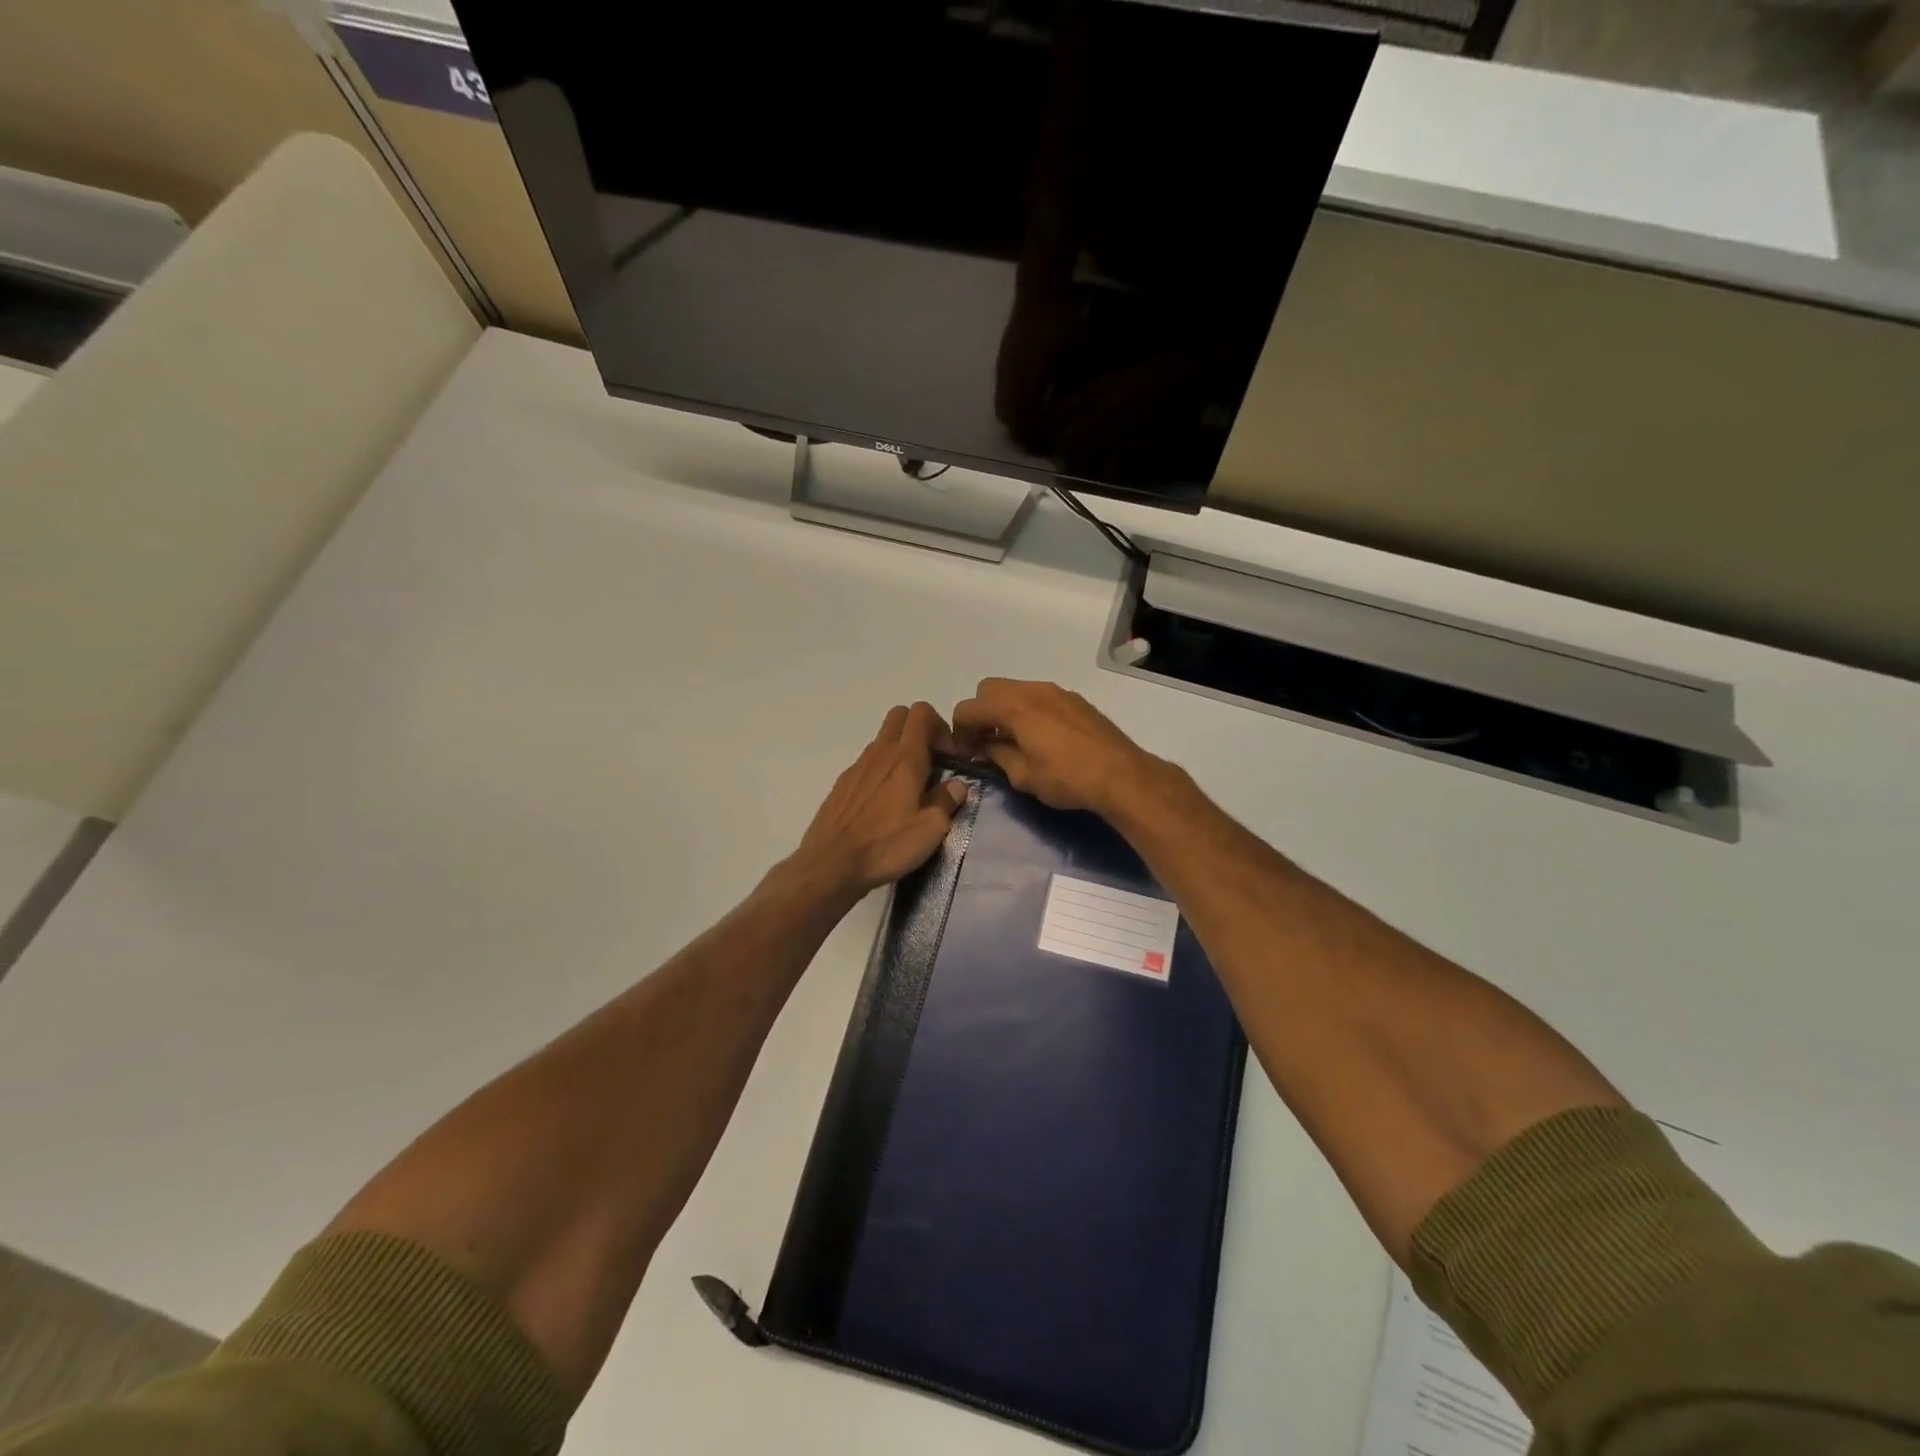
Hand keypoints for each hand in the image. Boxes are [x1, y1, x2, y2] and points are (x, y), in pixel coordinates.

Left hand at [793, 703, 969, 898]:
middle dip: (920, 729)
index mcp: (905, 758)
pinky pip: (867, 763)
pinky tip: (884, 804)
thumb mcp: (931, 829)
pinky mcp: (842, 784)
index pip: (922, 712)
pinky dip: (881, 771)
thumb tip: (957, 785)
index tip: (950, 756)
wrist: (831, 864)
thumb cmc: (886, 845)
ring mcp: (857, 766)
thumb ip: (947, 801)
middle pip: (900, 715)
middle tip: (932, 762)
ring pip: (883, 740)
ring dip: (900, 751)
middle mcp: (880, 753)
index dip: (941, 726)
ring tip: (910, 788)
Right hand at [949, 679, 1159, 816]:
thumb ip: (997, 755)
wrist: (1120, 774)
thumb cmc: (1066, 778)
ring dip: (1005, 710)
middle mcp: (1032, 689)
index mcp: (1013, 706)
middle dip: (981, 713)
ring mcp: (1056, 691)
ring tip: (1013, 741)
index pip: (968, 708)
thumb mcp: (1023, 776)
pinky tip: (1041, 738)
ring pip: (1016, 690)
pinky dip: (1028, 710)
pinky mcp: (1074, 699)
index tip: (967, 754)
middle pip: (989, 689)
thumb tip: (985, 746)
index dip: (959, 731)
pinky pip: (1038, 696)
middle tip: (986, 742)